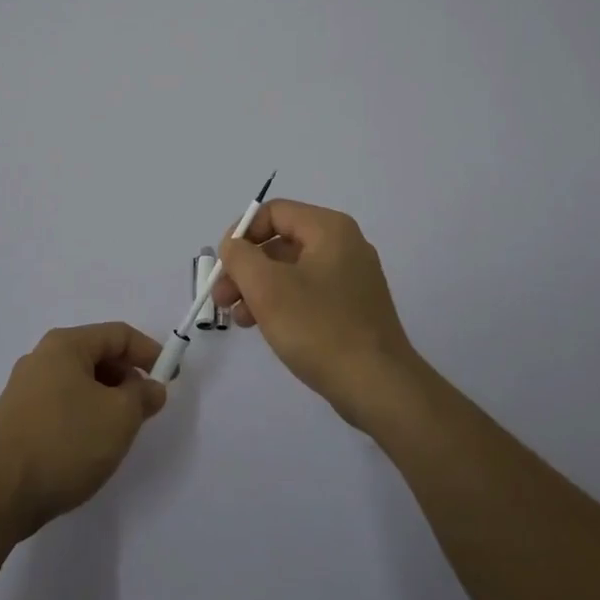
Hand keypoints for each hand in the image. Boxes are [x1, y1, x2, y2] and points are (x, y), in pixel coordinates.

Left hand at [0, 323, 167, 535]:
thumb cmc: (65, 442)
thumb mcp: (119, 417)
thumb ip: (143, 396)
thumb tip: (152, 388)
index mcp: (65, 345)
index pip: (117, 334)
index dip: (149, 352)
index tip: (170, 377)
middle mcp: (41, 358)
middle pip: (96, 356)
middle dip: (126, 378)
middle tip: (145, 408)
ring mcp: (24, 389)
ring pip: (78, 382)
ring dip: (106, 399)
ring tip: (120, 430)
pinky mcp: (15, 420)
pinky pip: (60, 405)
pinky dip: (83, 415)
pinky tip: (88, 446)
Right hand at [212, 200, 422, 428]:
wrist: (378, 387)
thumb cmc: (319, 328)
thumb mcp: (266, 287)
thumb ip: (240, 256)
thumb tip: (234, 247)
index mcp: (329, 229)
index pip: (274, 212)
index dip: (242, 233)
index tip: (222, 265)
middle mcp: (344, 245)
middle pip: (281, 242)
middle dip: (246, 267)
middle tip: (221, 297)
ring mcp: (352, 277)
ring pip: (292, 270)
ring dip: (258, 288)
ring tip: (238, 318)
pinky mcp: (353, 307)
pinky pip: (308, 292)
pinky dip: (281, 303)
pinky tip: (264, 327)